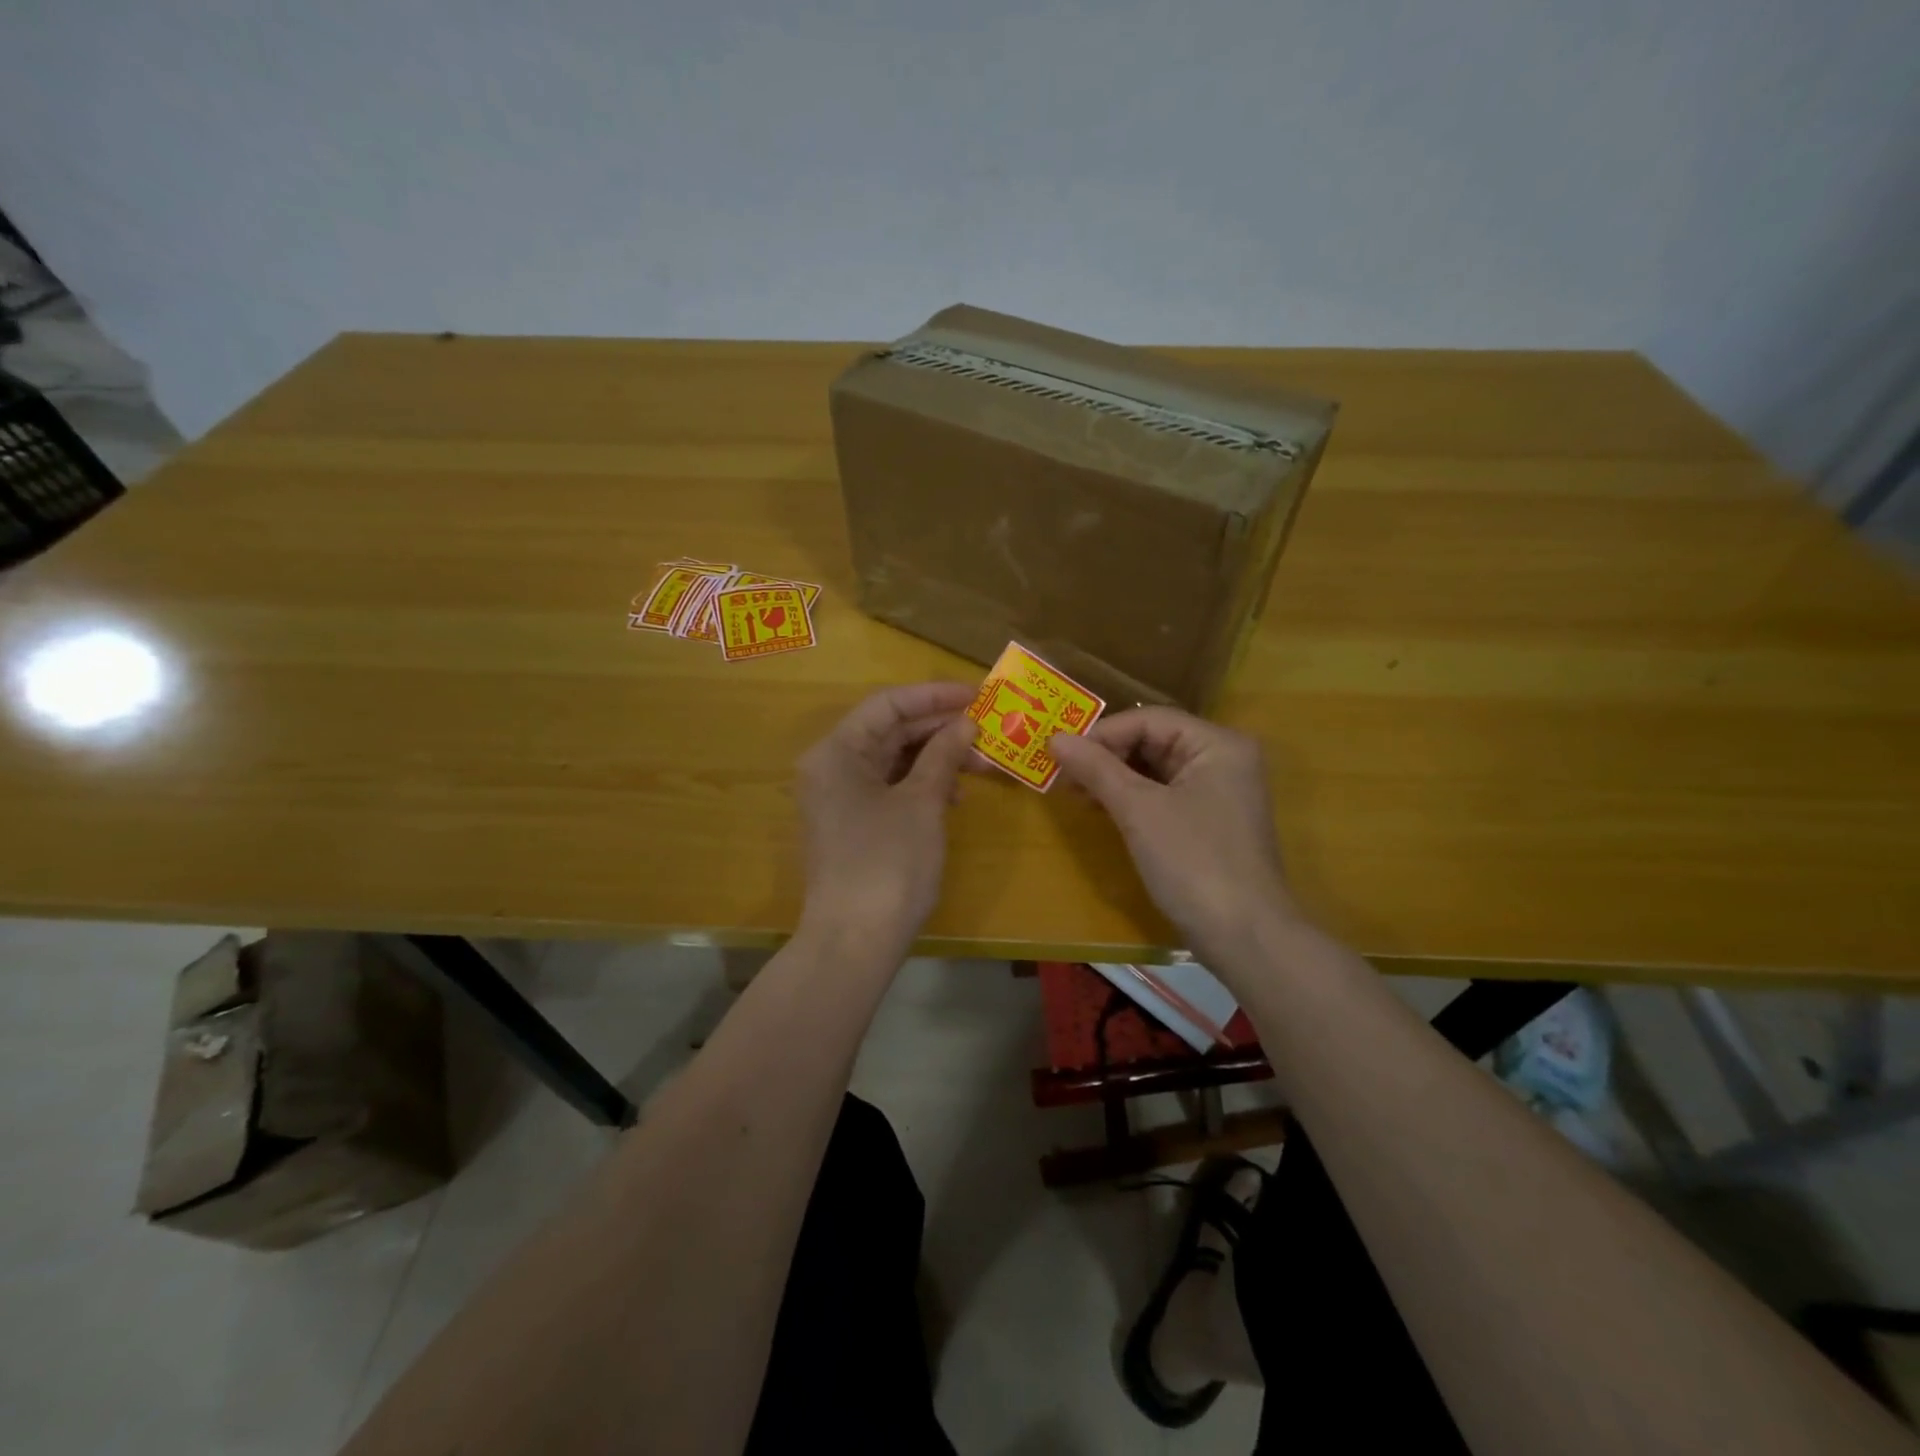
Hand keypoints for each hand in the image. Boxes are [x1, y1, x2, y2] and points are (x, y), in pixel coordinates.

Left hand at [794, 682, 977, 952]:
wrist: (854, 942)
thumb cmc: (887, 864)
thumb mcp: (921, 803)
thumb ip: (943, 755)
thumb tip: (965, 722)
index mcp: (837, 752)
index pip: (888, 705)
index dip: (934, 696)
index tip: (977, 695)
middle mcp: (831, 768)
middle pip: (889, 731)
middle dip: (939, 729)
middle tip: (986, 730)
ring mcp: (840, 799)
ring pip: (893, 761)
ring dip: (935, 758)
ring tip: (980, 764)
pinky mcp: (853, 825)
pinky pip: (890, 789)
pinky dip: (921, 786)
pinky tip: (954, 796)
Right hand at [1048, 708, 1303, 964]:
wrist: (1244, 937)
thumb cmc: (1193, 862)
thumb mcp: (1139, 810)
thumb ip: (1097, 769)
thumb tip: (1054, 738)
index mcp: (1217, 744)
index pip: (1149, 719)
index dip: (1102, 734)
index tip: (1061, 755)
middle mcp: (1223, 759)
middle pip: (1153, 740)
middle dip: (1107, 756)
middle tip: (1063, 775)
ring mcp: (1219, 792)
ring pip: (1156, 769)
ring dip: (1115, 778)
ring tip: (1075, 792)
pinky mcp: (1210, 821)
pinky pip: (1164, 795)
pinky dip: (1132, 798)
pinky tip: (1102, 809)